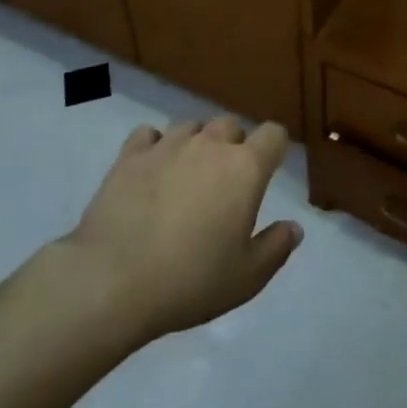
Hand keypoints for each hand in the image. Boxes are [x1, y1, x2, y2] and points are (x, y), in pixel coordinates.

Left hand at [63, 117, 302, 341]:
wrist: (112, 282)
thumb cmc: (189, 281)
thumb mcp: (246, 278)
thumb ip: (276, 248)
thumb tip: (294, 227)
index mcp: (245, 168)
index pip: (273, 134)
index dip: (275, 148)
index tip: (270, 169)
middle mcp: (210, 145)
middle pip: (231, 125)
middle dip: (233, 146)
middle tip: (225, 183)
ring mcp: (167, 145)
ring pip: (192, 126)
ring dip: (196, 144)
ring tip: (186, 176)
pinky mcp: (130, 156)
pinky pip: (149, 134)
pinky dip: (155, 146)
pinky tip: (151, 170)